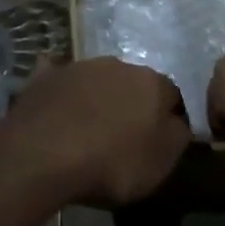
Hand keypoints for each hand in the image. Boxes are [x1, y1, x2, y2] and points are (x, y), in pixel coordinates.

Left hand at [0, 58, 190, 205]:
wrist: (47, 150)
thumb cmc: (113, 161)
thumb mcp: (160, 162)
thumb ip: (177, 137)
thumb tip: (177, 122)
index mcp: (149, 82)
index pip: (171, 94)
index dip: (168, 118)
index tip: (159, 143)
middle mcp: (116, 64)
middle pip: (131, 83)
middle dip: (130, 103)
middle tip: (123, 136)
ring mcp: (79, 65)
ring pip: (96, 79)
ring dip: (97, 97)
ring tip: (89, 129)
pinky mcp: (47, 75)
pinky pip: (59, 78)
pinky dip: (62, 91)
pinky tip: (56, 108)